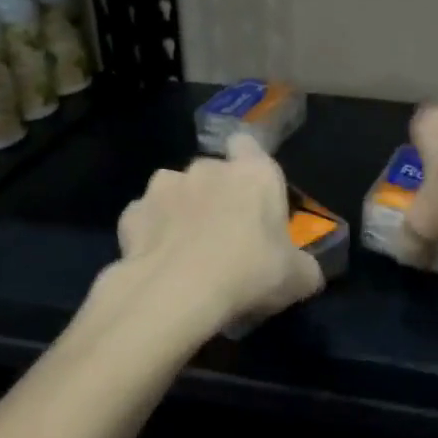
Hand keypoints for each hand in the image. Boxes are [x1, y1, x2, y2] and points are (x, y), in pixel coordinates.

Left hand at [110, 134, 324, 332]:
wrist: (178, 292)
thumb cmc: (250, 273)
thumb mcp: (298, 279)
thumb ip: (304, 267)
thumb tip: (305, 272)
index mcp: (254, 174)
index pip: (249, 144)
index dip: (249, 163)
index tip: (252, 192)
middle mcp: (208, 168)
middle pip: (212, 171)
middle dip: (215, 194)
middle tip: (224, 235)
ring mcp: (164, 186)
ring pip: (175, 190)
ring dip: (181, 210)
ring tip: (186, 249)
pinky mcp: (131, 212)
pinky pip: (146, 219)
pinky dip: (151, 234)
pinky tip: (158, 261)